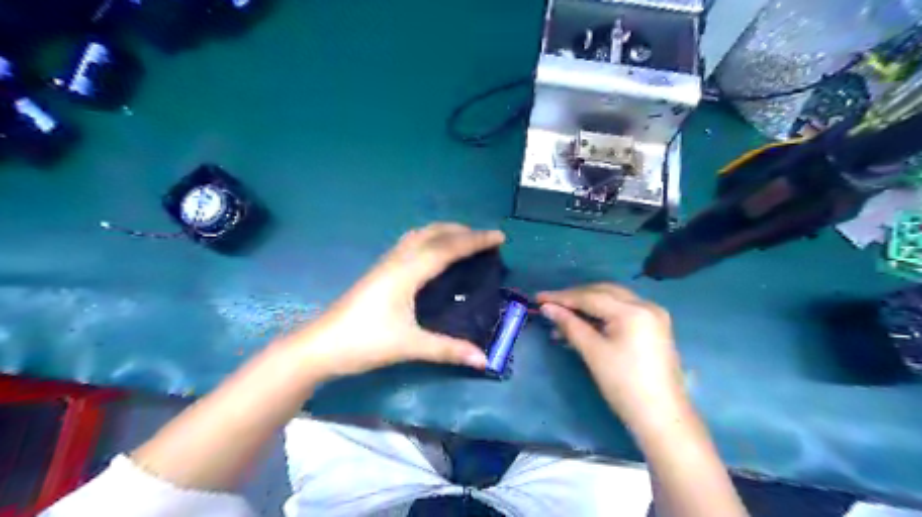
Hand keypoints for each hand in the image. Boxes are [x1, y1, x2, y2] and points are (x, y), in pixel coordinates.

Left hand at [287, 224, 502, 377]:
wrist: (319, 346)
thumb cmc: (363, 342)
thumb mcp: (409, 346)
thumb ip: (448, 350)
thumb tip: (484, 360)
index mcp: (406, 272)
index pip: (447, 249)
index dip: (475, 241)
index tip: (499, 237)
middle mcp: (397, 260)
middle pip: (432, 233)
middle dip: (461, 231)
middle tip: (484, 239)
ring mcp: (385, 264)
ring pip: (418, 235)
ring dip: (443, 232)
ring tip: (463, 241)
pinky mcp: (379, 271)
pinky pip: (410, 244)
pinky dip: (429, 240)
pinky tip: (433, 255)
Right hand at [535, 285, 683, 424]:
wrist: (662, 418)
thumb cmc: (624, 385)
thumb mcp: (593, 352)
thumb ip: (570, 325)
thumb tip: (547, 308)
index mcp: (633, 311)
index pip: (590, 296)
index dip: (562, 297)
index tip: (539, 298)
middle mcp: (646, 305)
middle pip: (603, 292)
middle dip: (575, 298)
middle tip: (550, 305)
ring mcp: (653, 316)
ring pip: (612, 300)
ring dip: (587, 306)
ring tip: (562, 319)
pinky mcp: (653, 327)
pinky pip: (622, 312)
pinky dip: (601, 315)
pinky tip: (584, 325)